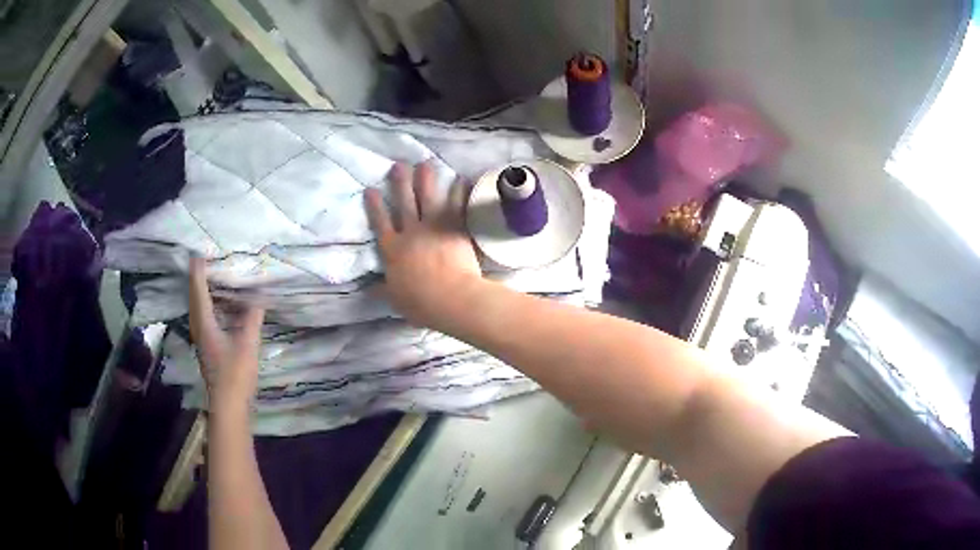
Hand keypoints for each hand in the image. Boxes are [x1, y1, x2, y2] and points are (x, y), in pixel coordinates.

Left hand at [189, 257, 264, 411]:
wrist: (229, 406)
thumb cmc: (235, 375)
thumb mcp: (247, 345)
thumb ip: (252, 319)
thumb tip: (259, 296)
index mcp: (205, 325)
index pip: (199, 292)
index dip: (198, 272)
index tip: (198, 254)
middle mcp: (200, 330)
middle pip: (195, 300)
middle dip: (197, 280)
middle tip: (202, 263)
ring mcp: (203, 341)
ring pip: (198, 311)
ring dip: (201, 294)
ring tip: (209, 280)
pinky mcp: (209, 350)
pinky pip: (205, 320)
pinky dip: (209, 308)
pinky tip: (219, 309)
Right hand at [365, 162, 483, 326]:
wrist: (451, 298)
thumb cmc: (420, 303)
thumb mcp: (395, 299)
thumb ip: (383, 290)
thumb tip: (368, 289)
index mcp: (393, 250)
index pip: (380, 223)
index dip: (375, 206)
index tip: (370, 189)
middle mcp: (410, 233)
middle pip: (404, 203)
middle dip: (400, 183)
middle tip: (399, 165)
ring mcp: (433, 228)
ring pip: (428, 198)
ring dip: (426, 179)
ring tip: (425, 163)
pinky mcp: (455, 229)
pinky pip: (456, 206)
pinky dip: (458, 192)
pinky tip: (460, 178)